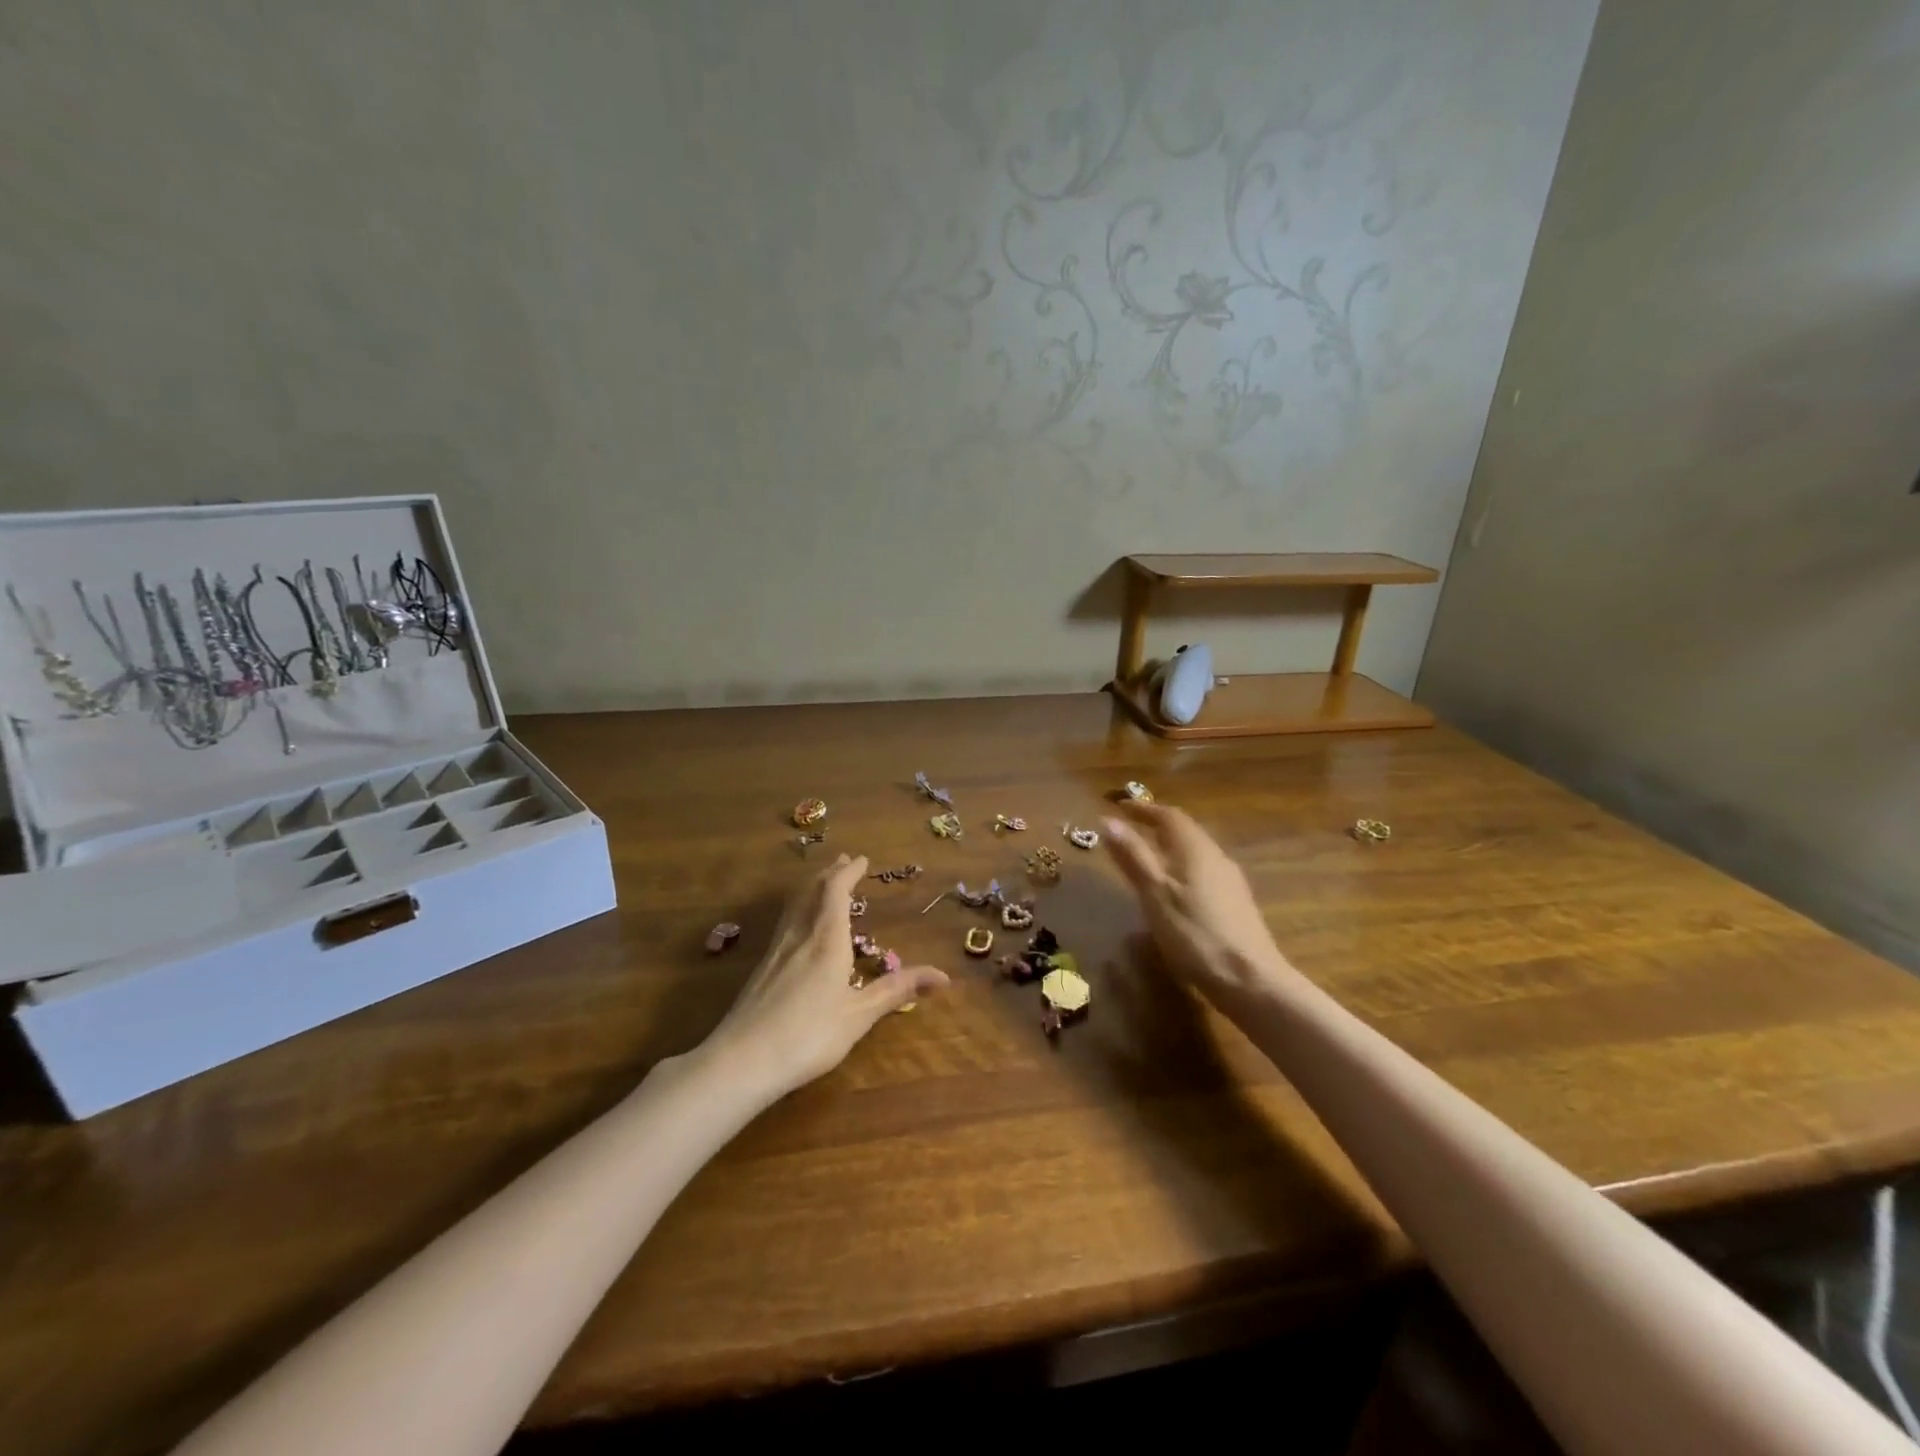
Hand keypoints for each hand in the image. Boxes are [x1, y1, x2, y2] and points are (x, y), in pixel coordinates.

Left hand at [704, 853, 947, 1098]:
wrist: (741, 1061)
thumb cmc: (808, 1036)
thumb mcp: (859, 1016)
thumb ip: (897, 991)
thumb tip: (944, 976)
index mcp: (826, 940)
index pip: (836, 890)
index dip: (849, 871)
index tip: (862, 859)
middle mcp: (799, 935)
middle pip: (811, 891)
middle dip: (830, 873)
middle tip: (844, 861)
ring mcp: (776, 950)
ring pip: (794, 905)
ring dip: (811, 887)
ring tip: (823, 883)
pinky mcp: (761, 968)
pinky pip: (785, 922)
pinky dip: (799, 908)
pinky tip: (799, 926)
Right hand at [1103, 804, 1295, 1007]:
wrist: (1250, 980)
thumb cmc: (1194, 933)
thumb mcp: (1154, 894)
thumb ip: (1133, 856)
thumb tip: (1109, 820)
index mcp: (1195, 849)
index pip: (1169, 815)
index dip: (1144, 809)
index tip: (1120, 806)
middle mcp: (1216, 857)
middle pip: (1185, 831)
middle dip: (1157, 826)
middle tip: (1131, 829)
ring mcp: (1230, 881)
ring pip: (1195, 852)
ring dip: (1170, 847)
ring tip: (1147, 857)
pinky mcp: (1236, 904)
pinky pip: (1203, 872)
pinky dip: (1182, 868)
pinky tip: (1174, 890)